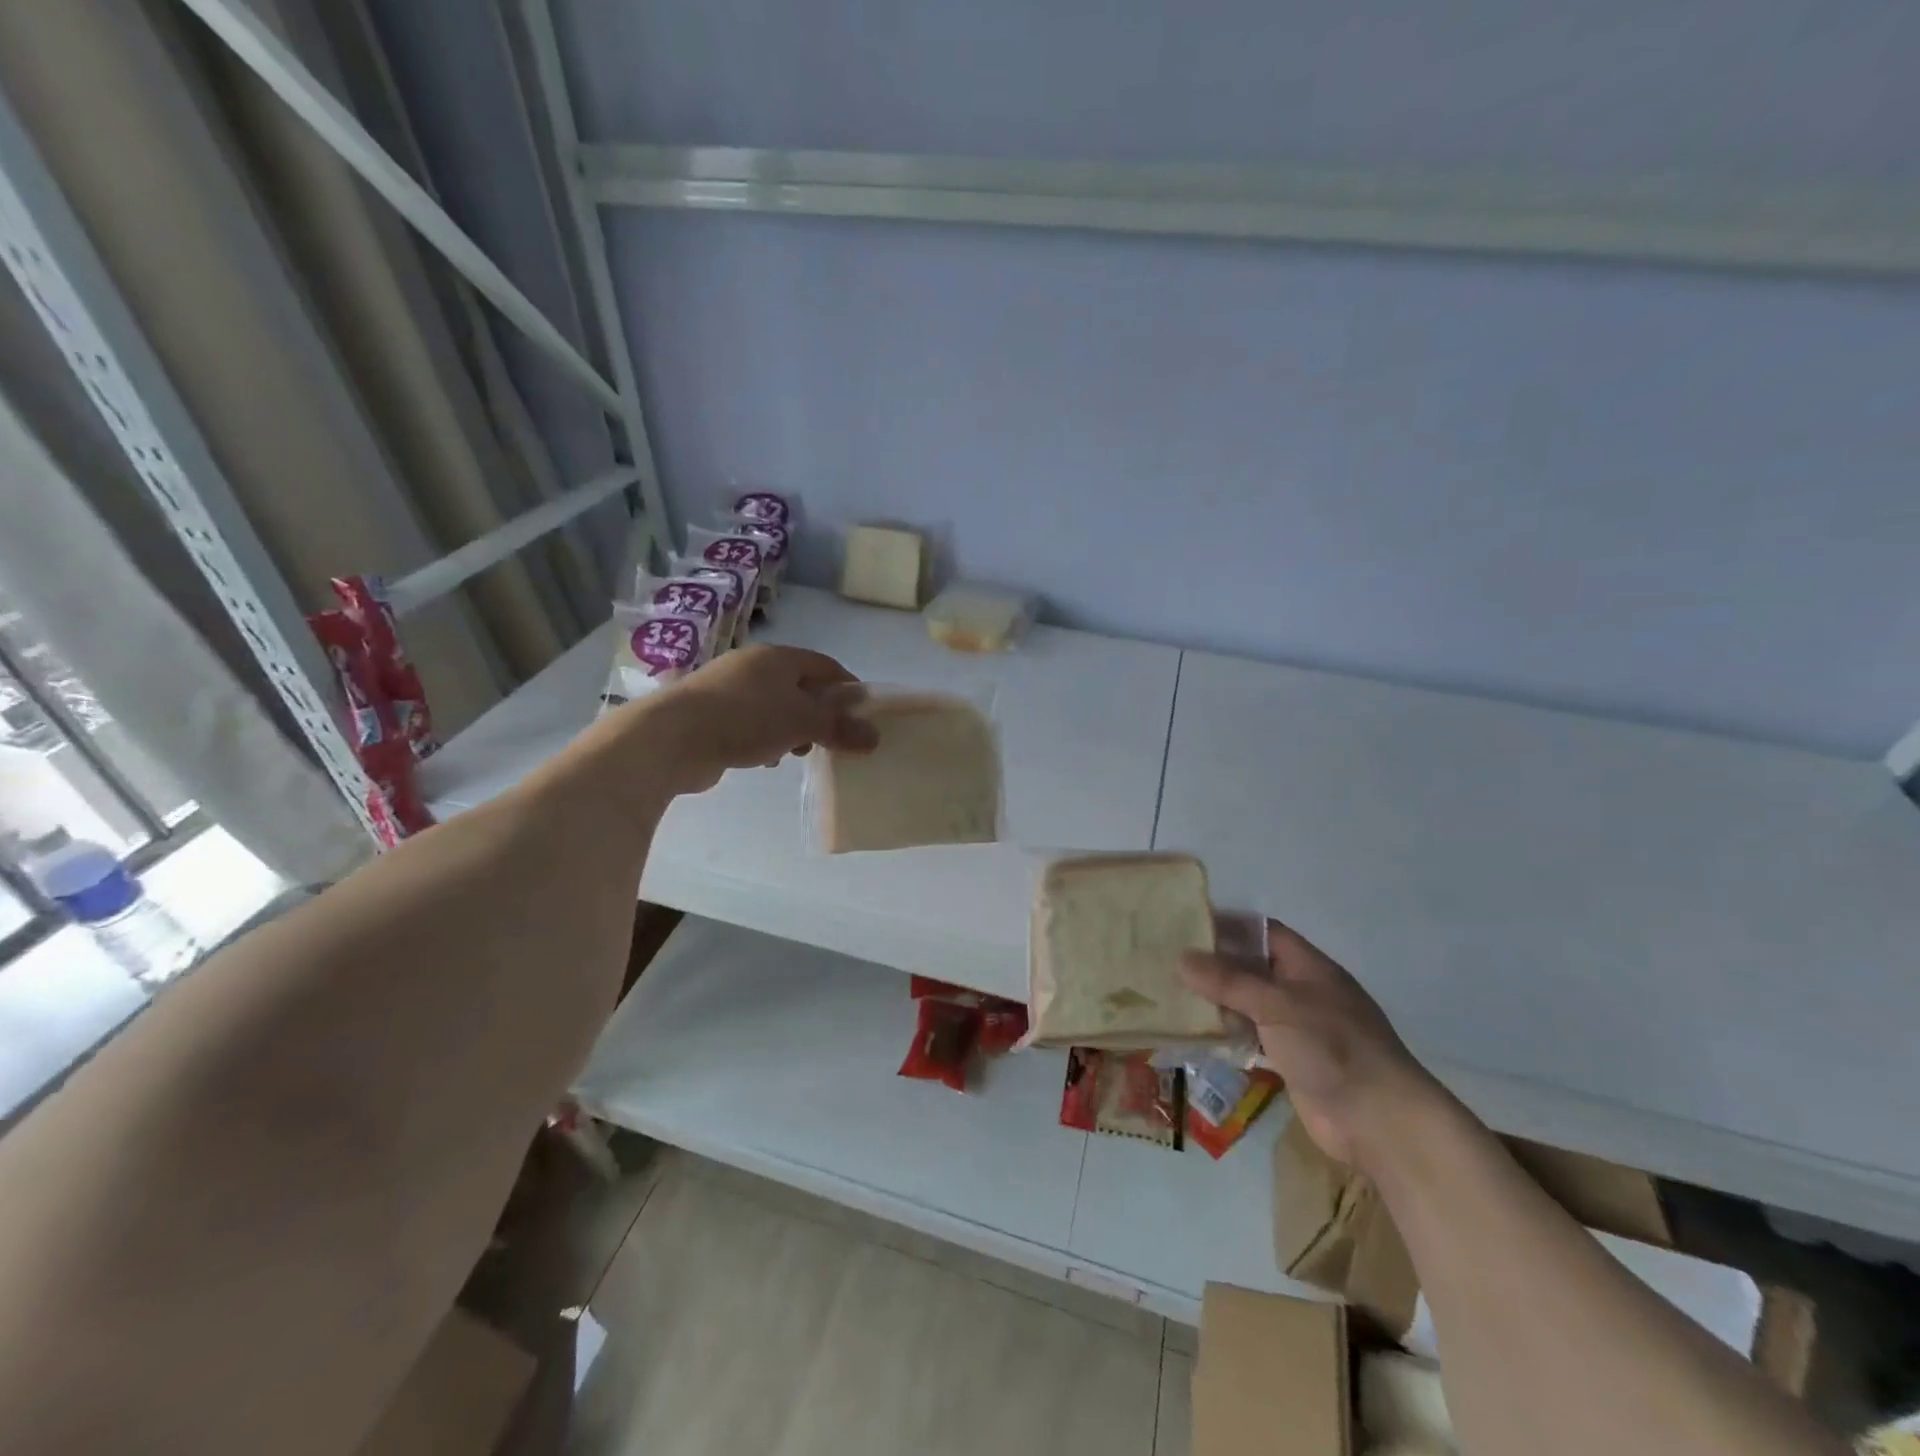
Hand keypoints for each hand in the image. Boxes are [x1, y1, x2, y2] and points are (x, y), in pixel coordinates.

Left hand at [651, 644, 878, 793]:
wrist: (672, 737)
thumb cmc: (746, 719)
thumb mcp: (802, 723)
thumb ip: (839, 728)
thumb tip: (874, 737)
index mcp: (779, 657)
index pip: (826, 665)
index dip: (847, 688)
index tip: (862, 715)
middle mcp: (753, 666)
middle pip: (800, 686)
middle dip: (818, 713)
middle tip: (830, 740)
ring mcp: (727, 689)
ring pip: (774, 706)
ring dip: (790, 729)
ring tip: (796, 753)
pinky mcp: (709, 714)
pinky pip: (750, 723)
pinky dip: (764, 738)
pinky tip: (764, 759)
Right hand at [1181, 921, 1443, 1169]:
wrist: (1378, 1122)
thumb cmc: (1332, 1047)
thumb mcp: (1277, 1005)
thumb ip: (1229, 981)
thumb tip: (1182, 957)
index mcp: (1307, 966)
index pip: (1262, 932)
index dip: (1227, 926)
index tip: (1186, 926)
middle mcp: (1301, 991)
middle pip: (1251, 968)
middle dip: (1214, 966)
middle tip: (1167, 962)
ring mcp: (1297, 1027)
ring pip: (1248, 1004)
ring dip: (1217, 1002)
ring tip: (1173, 996)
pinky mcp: (1290, 1061)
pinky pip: (1251, 1038)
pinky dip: (1227, 1035)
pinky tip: (1196, 1035)